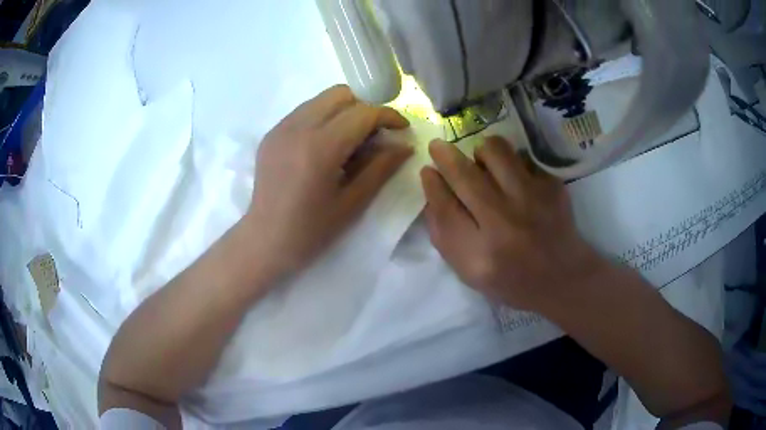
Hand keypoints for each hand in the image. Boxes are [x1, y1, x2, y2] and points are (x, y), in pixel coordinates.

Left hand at [243, 85, 411, 279]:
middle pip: (341, 94)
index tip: (402, 128)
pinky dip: (323, 117)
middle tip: (375, 133)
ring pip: (321, 99)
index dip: (388, 116)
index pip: (363, 113)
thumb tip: (405, 145)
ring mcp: (281, 128)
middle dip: (365, 107)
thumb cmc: (311, 230)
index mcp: (320, 147)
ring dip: (344, 110)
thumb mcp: (353, 203)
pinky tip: (326, 144)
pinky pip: (305, 111)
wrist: (265, 240)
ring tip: (351, 139)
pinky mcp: (271, 134)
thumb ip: (381, 168)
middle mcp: (298, 127)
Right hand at [421, 137, 604, 311]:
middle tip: (438, 147)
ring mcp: (533, 201)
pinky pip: (521, 159)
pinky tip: (513, 181)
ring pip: (494, 152)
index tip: (427, 170)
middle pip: (465, 175)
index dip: (432, 184)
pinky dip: (510, 164)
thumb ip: (445, 234)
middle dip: (445, 155)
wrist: (562, 276)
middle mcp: (506, 224)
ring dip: (479, 152)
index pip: (445, 207)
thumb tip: (432, 188)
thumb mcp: (469, 272)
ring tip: (481, 163)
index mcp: (480, 255)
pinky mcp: (552, 186)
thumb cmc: (511, 279)